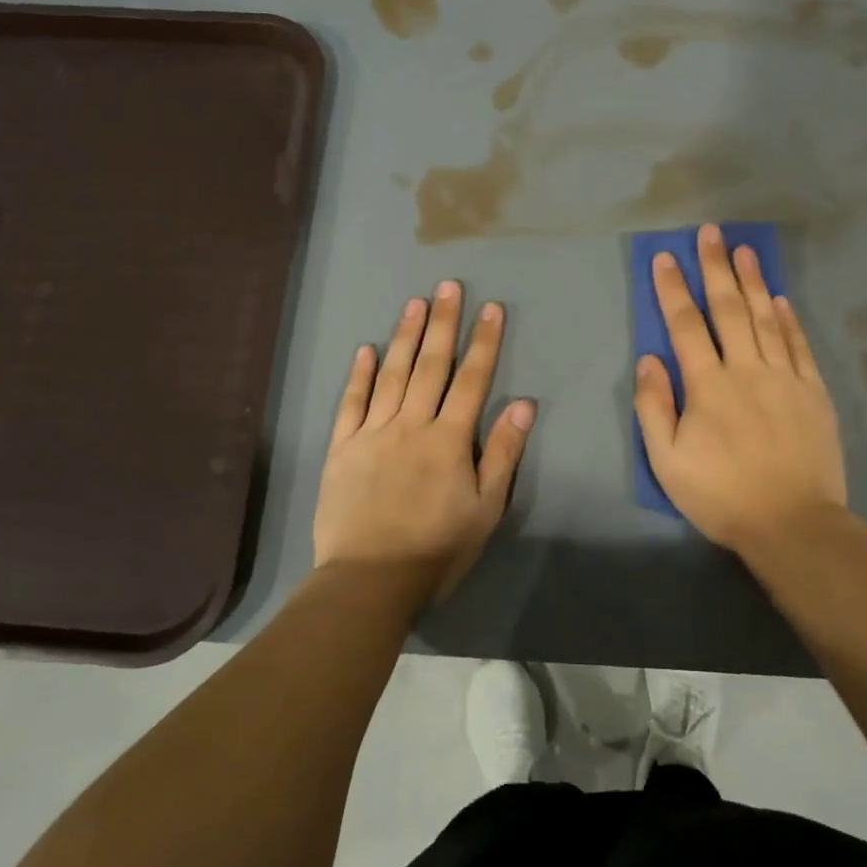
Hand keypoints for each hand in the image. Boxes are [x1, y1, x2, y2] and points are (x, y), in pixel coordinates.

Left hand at [314, 281, 534, 605]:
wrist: (370, 580)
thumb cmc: (437, 549)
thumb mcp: (485, 508)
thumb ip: (503, 453)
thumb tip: (524, 403)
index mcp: (448, 439)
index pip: (471, 379)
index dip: (483, 341)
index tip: (491, 308)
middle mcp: (411, 425)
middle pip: (430, 365)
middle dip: (442, 323)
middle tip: (447, 286)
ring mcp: (372, 433)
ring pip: (390, 375)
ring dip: (404, 336)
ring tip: (414, 303)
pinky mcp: (342, 449)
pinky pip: (350, 403)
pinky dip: (358, 375)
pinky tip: (364, 349)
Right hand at [634, 225, 846, 556]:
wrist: (793, 523)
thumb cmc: (721, 495)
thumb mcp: (668, 461)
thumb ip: (654, 407)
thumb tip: (649, 359)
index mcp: (708, 385)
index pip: (686, 324)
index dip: (672, 288)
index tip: (664, 257)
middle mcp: (747, 369)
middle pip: (729, 308)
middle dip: (716, 268)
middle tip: (710, 233)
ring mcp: (785, 378)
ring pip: (767, 318)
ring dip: (754, 281)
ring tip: (745, 249)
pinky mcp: (813, 392)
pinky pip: (799, 346)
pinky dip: (790, 319)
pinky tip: (782, 299)